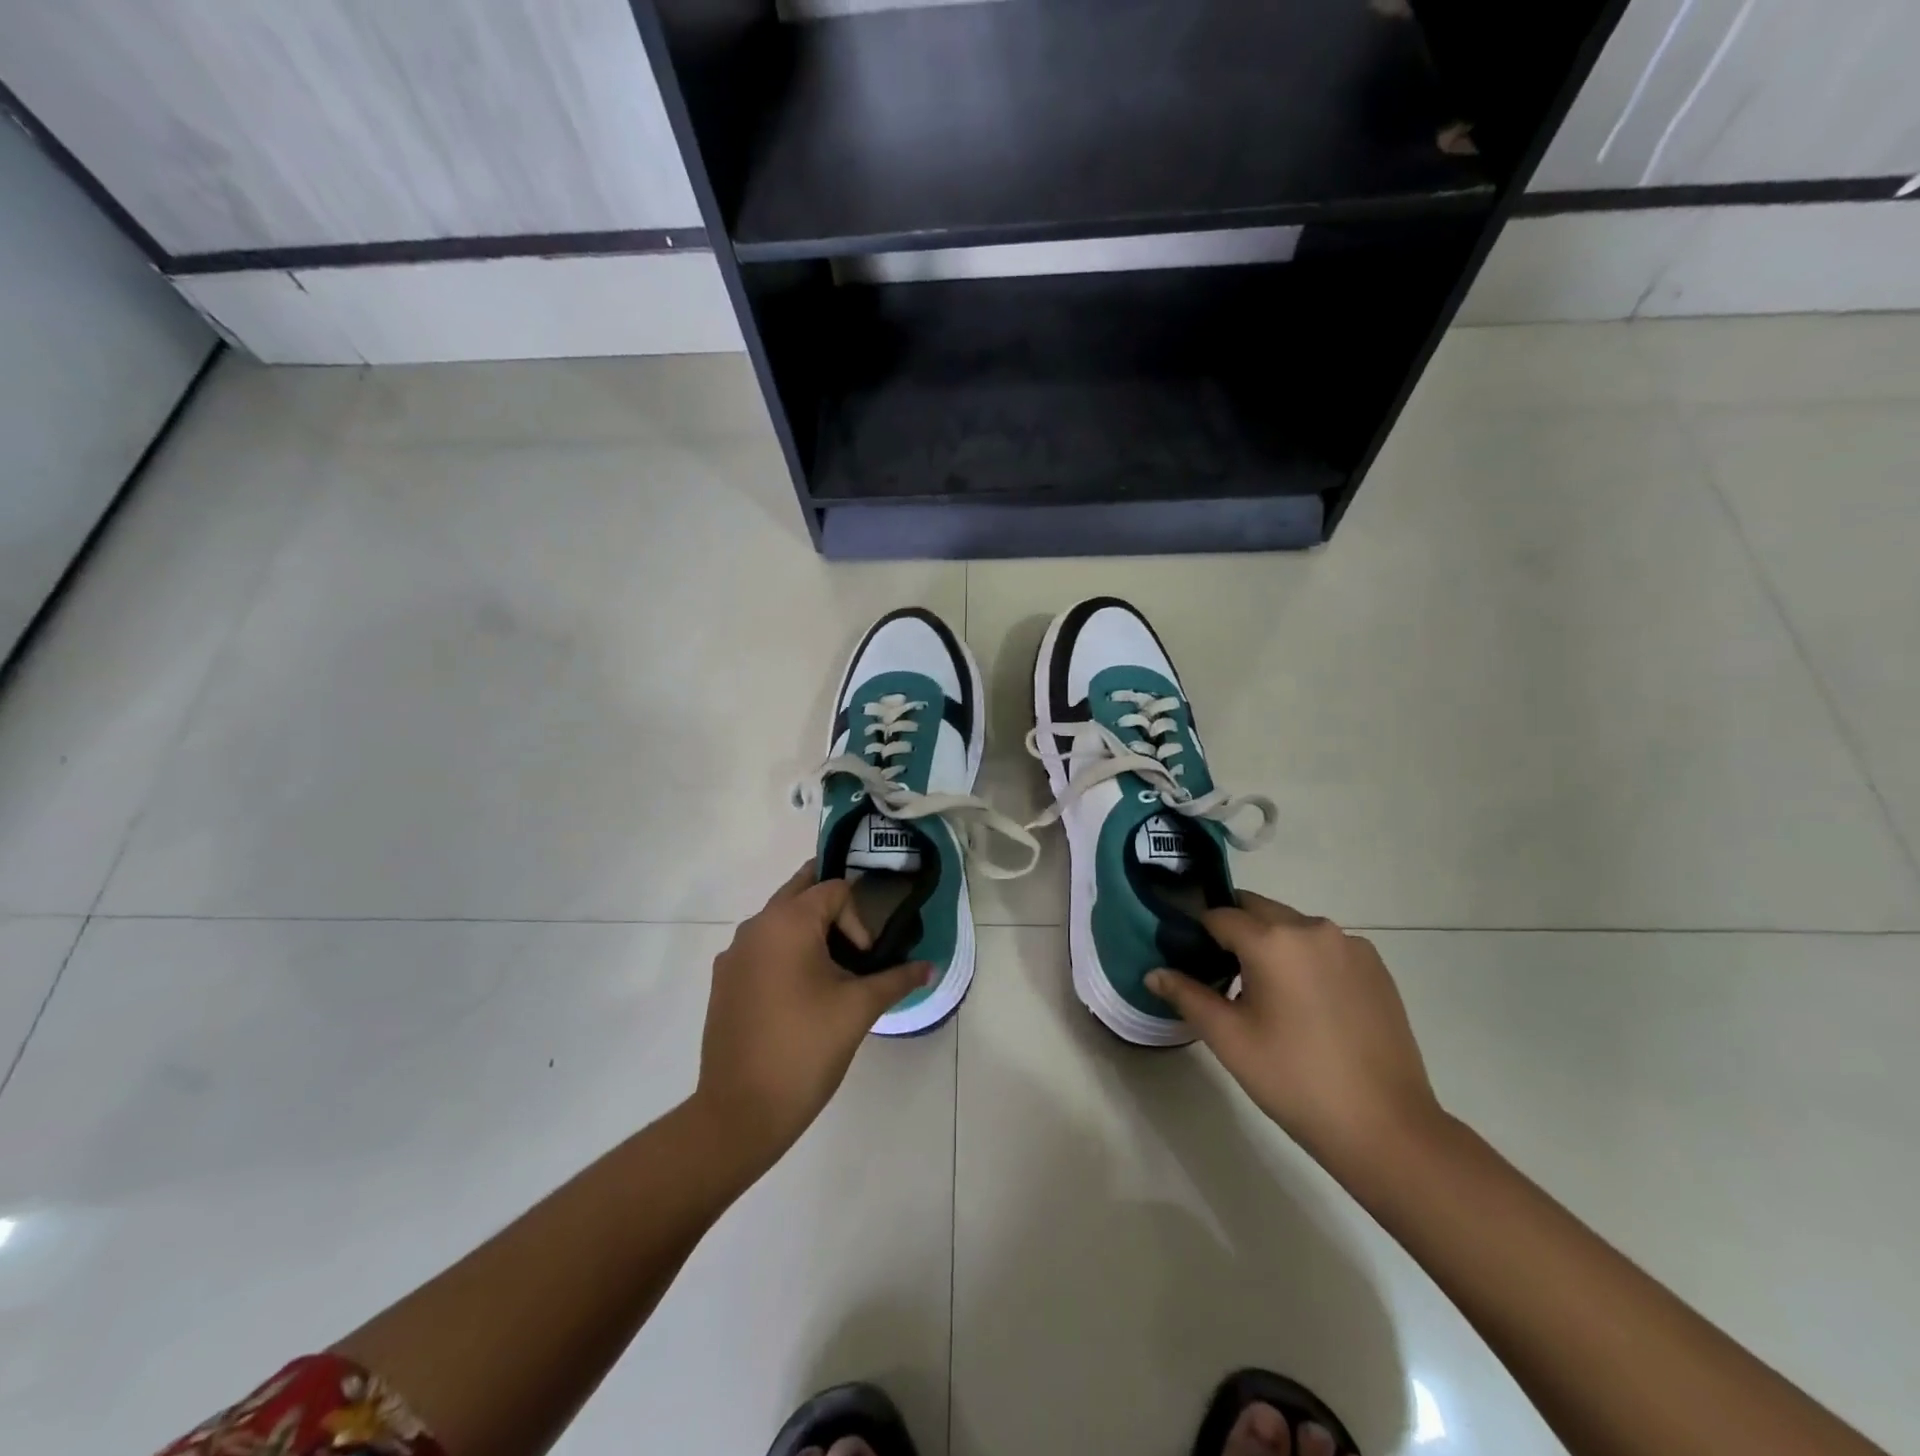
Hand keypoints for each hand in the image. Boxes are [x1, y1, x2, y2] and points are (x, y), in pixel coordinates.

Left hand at [693, 865, 930, 1167]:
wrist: (740, 1111)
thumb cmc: (806, 1048)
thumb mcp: (859, 1009)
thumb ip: (897, 979)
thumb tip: (930, 968)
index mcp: (788, 922)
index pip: (834, 890)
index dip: (859, 918)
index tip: (866, 961)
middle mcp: (756, 926)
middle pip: (800, 891)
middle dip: (832, 907)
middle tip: (856, 940)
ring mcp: (734, 953)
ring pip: (778, 920)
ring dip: (807, 930)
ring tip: (831, 971)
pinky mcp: (724, 980)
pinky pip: (760, 948)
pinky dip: (784, 953)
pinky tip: (798, 996)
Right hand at [1147, 892, 1442, 1174]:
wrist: (1386, 1127)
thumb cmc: (1295, 1080)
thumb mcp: (1229, 1039)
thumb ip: (1187, 996)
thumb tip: (1153, 973)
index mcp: (1273, 940)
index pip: (1219, 915)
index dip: (1199, 934)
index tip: (1192, 961)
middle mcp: (1312, 928)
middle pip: (1258, 910)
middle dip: (1236, 932)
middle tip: (1226, 976)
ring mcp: (1350, 945)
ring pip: (1293, 927)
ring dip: (1273, 945)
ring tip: (1269, 995)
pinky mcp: (1376, 967)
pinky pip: (1325, 946)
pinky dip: (1306, 959)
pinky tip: (1309, 1006)